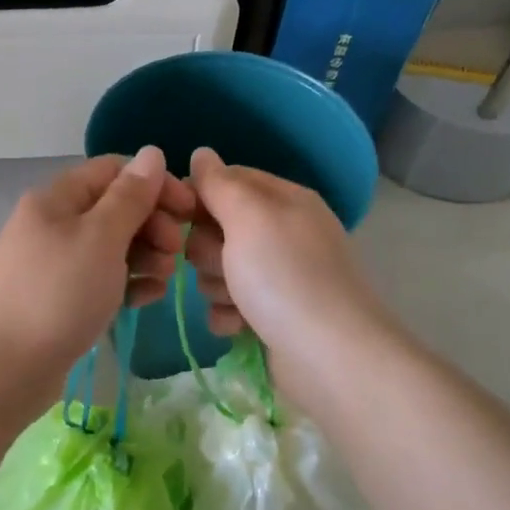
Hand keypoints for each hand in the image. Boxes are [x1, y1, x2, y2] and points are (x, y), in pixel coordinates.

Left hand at [0, 147, 193, 404]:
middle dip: (152, 224)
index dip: (155, 184)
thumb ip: (130, 196)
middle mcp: (52, 223)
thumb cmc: (58, 295)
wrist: (5, 369)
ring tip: (162, 280)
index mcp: (56, 198)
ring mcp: (54, 262)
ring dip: (144, 255)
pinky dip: (126, 283)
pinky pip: (101, 278)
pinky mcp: (59, 297)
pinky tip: (146, 299)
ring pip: (111, 245)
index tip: (189, 211)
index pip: (113, 171)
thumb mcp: (101, 238)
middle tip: (176, 252)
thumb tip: (151, 153)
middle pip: (114, 208)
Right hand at [185, 147, 389, 390]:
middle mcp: (283, 233)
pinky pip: (229, 305)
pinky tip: (237, 326)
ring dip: (217, 286)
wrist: (329, 356)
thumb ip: (220, 184)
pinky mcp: (272, 316)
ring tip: (236, 301)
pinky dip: (228, 316)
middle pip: (218, 227)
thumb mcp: (249, 217)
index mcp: (284, 201)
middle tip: (223, 265)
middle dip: (209, 249)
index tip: (180, 217)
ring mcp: (279, 277)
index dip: (200, 197)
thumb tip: (201, 153)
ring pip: (220, 269)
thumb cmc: (285, 276)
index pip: (228, 180)